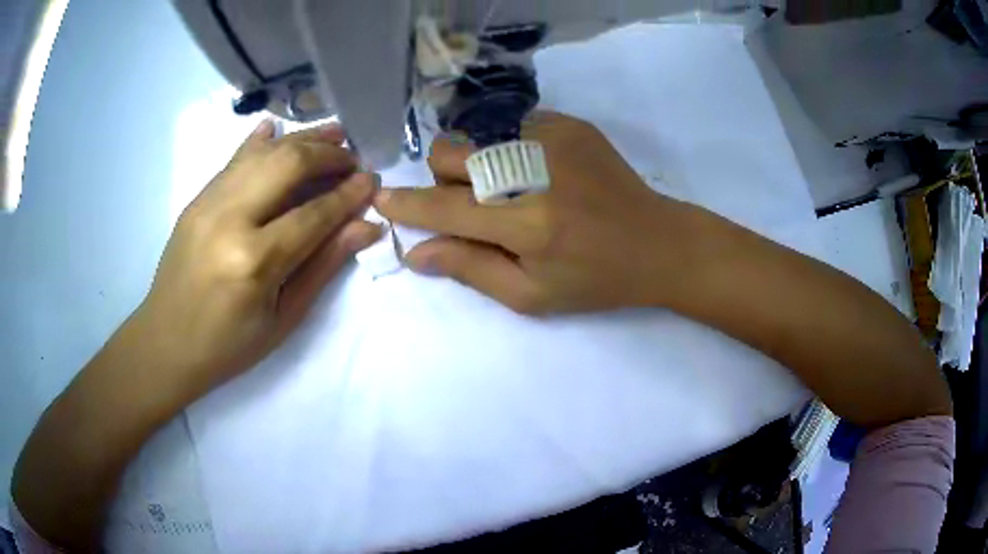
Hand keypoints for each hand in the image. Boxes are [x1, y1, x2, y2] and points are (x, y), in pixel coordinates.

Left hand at [133, 120, 380, 397]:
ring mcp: (207, 203)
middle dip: (328, 155)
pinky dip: (261, 141)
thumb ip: (323, 266)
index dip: (348, 195)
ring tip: (333, 134)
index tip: (372, 180)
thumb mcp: (283, 318)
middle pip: (288, 164)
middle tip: (353, 159)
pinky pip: (234, 159)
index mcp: (253, 261)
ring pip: (263, 152)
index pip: (313, 214)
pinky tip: (278, 129)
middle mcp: (229, 219)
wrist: (166, 343)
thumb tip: (365, 226)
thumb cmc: (229, 345)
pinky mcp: (196, 199)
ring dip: (302, 139)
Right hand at [375, 111, 696, 314]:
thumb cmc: (595, 280)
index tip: (382, 200)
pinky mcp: (570, 124)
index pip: (445, 209)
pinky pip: (511, 125)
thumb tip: (415, 252)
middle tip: (469, 203)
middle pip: (450, 154)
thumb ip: (470, 269)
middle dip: (442, 179)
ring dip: (475, 163)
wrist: (658, 242)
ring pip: (476, 136)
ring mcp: (554, 138)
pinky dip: (508, 149)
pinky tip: (536, 172)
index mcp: (527, 225)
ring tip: (508, 189)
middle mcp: (535, 171)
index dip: (407, 205)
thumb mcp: (532, 296)